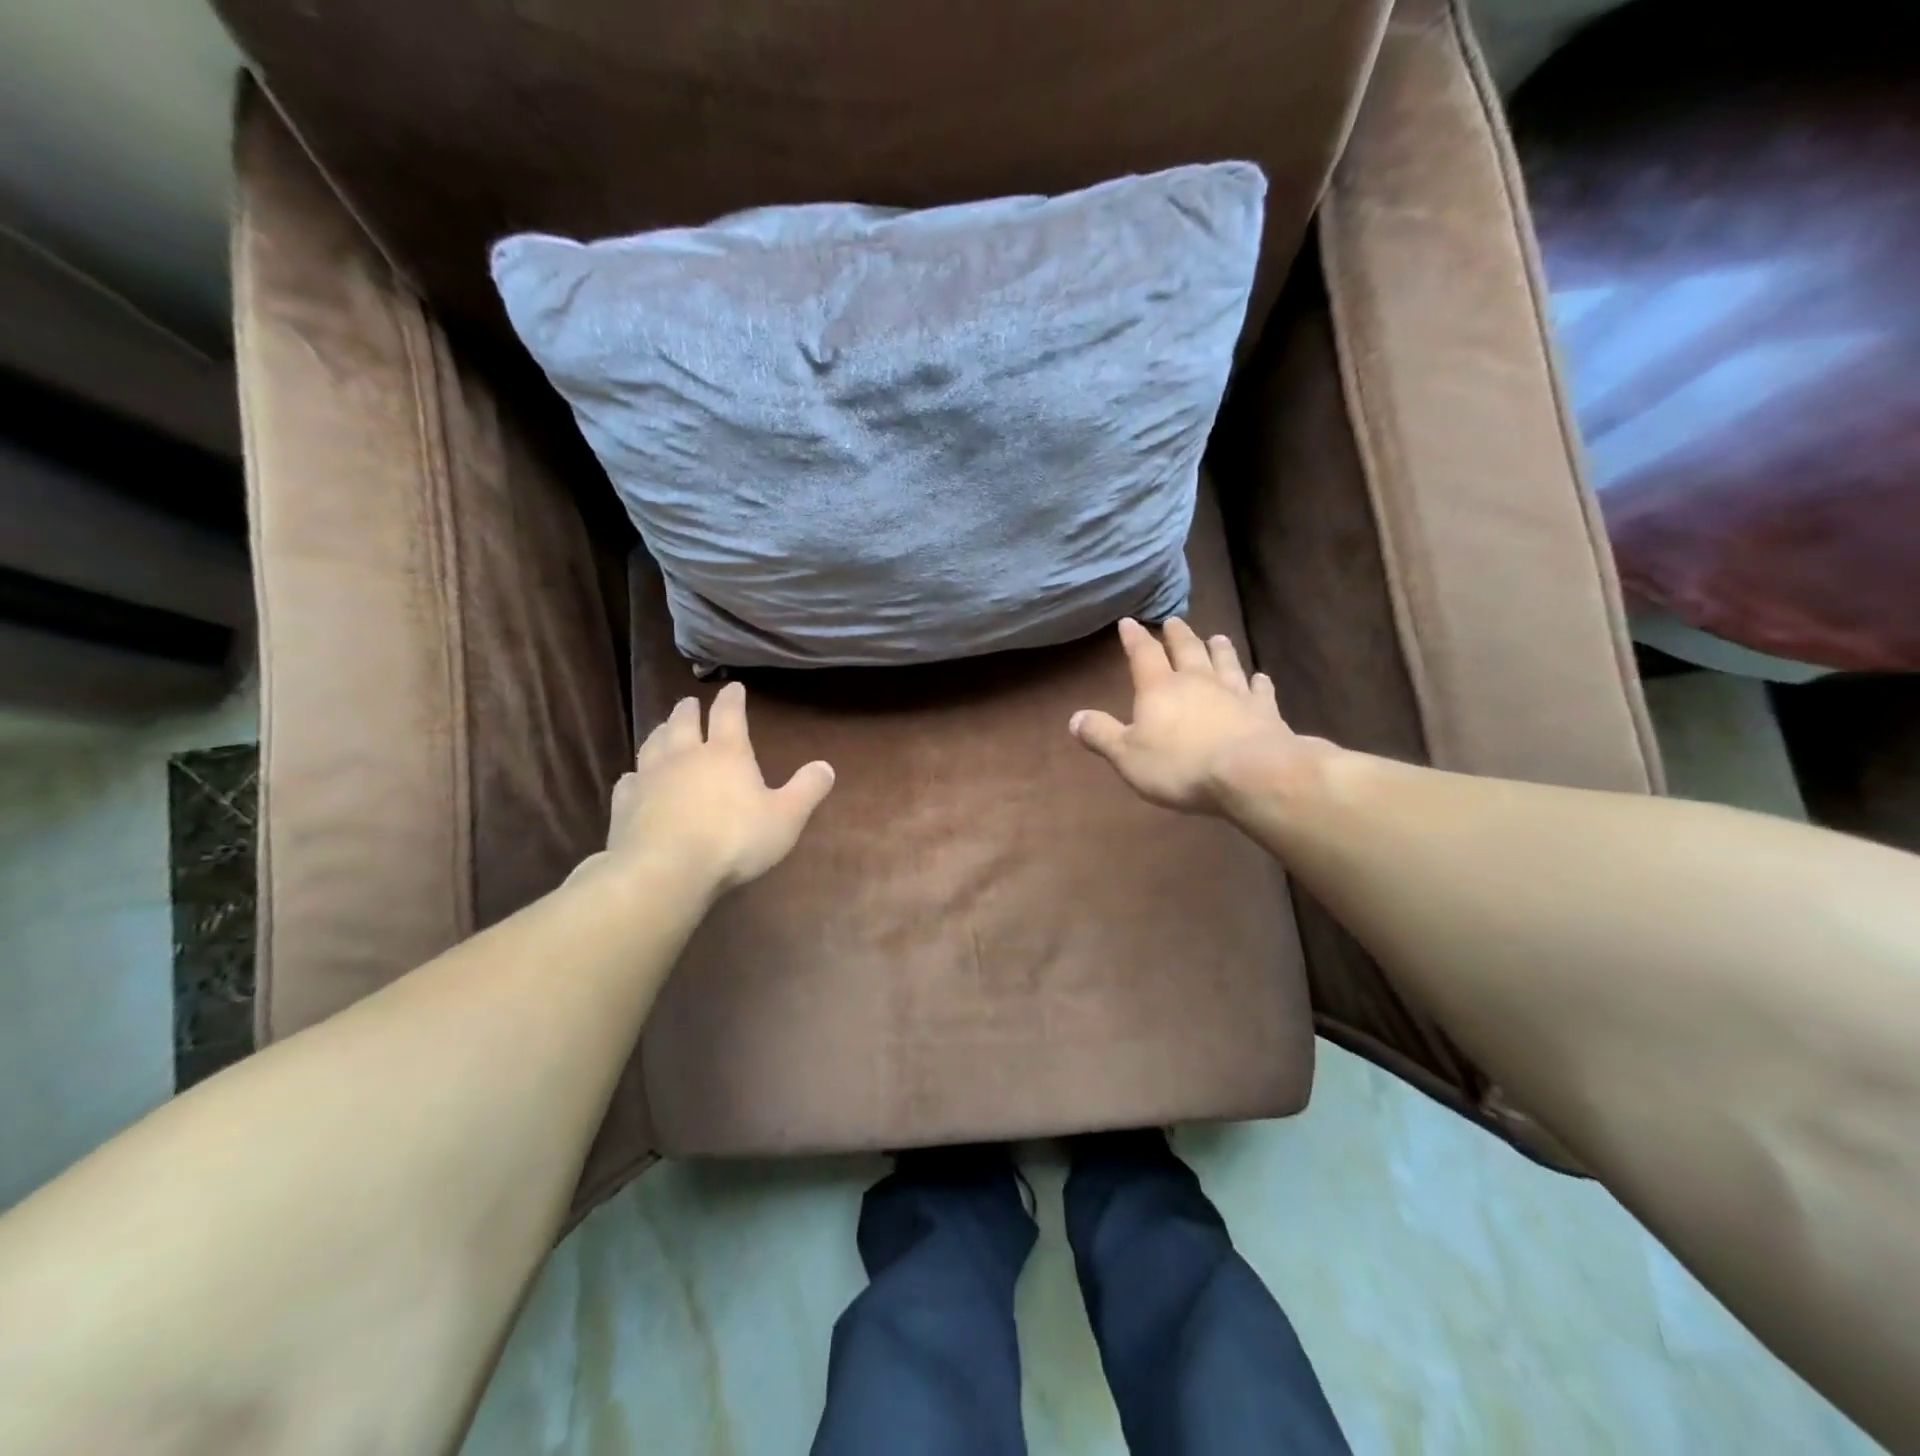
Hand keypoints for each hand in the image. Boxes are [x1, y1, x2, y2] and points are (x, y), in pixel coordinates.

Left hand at [601, 682, 833, 895]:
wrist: (665, 870)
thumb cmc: (733, 840)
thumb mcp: (785, 817)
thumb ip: (807, 790)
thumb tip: (826, 766)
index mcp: (726, 753)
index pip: (729, 714)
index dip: (732, 699)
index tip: (733, 687)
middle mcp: (685, 756)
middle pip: (683, 723)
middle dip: (689, 710)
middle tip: (689, 703)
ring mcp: (650, 778)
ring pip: (653, 744)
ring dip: (660, 732)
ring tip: (663, 729)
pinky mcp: (625, 804)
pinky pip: (629, 781)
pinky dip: (634, 775)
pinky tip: (633, 778)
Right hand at [1070, 617, 1302, 814]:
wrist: (1249, 773)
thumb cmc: (1179, 765)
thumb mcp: (1127, 756)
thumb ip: (1101, 735)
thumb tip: (1074, 718)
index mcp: (1159, 688)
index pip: (1143, 654)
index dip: (1134, 638)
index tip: (1129, 622)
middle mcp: (1197, 681)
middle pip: (1187, 650)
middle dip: (1178, 635)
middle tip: (1174, 621)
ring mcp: (1234, 693)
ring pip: (1225, 662)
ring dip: (1219, 649)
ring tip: (1217, 637)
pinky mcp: (1264, 710)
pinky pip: (1260, 690)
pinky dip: (1258, 682)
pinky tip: (1260, 677)